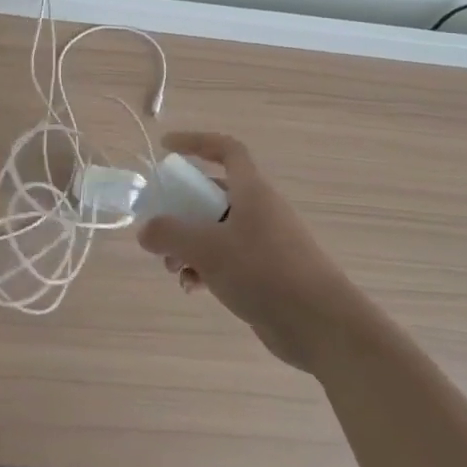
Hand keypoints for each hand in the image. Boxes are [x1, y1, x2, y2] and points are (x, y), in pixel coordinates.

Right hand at [136, 131, 366, 372]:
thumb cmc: (265, 272)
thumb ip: (171, 235)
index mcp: (252, 191)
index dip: (196, 142)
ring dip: (190, 244)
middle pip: (214, 194)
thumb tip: (146, 230)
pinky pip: (229, 259)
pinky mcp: (267, 273)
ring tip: (173, 269)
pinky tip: (193, 288)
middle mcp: (260, 210)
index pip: (225, 149)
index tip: (166, 148)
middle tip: (160, 229)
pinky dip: (207, 268)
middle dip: (182, 210)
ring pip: (218, 231)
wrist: (321, 325)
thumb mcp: (209, 249)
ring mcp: (265, 242)